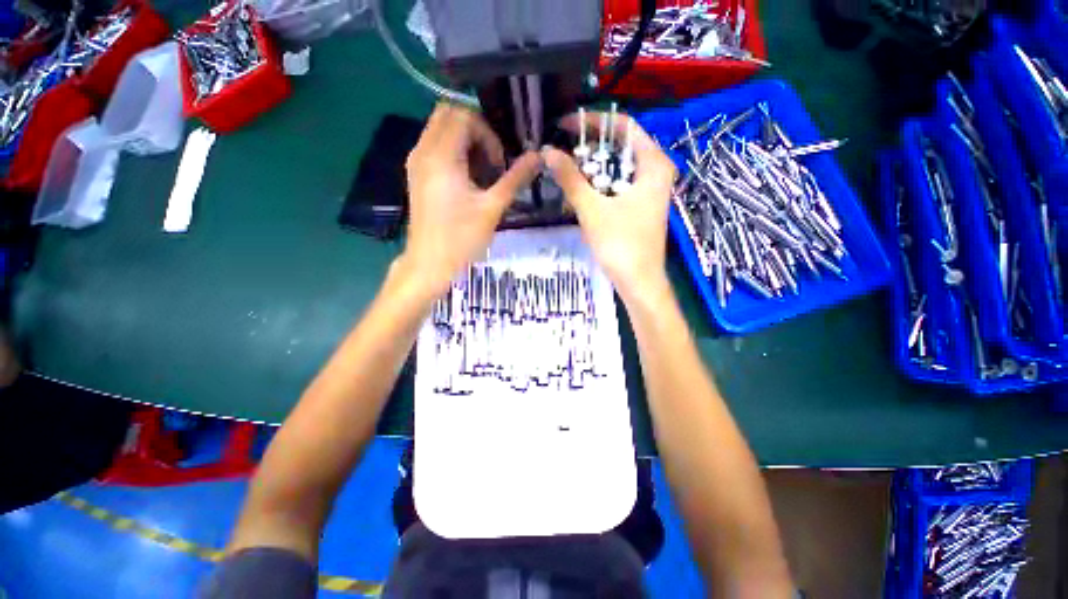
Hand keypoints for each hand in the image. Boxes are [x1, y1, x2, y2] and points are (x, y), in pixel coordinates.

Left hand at [400, 103, 540, 296]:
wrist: (430, 264)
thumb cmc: (462, 239)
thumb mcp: (492, 208)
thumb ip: (515, 178)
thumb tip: (538, 156)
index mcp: (441, 156)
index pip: (464, 116)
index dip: (488, 133)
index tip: (499, 163)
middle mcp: (423, 151)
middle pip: (448, 114)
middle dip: (476, 130)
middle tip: (493, 160)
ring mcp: (416, 162)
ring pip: (440, 129)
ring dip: (465, 141)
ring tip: (483, 171)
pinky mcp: (417, 174)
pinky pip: (435, 146)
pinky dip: (454, 151)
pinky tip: (468, 179)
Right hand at [542, 112, 676, 298]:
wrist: (638, 281)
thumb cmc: (620, 245)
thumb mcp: (592, 209)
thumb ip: (571, 179)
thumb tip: (548, 151)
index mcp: (653, 164)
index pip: (623, 126)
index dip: (593, 122)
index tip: (566, 125)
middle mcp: (656, 171)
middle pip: (621, 146)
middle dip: (590, 146)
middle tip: (562, 149)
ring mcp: (651, 189)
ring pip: (619, 166)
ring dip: (593, 166)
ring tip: (566, 167)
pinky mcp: (642, 205)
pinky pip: (619, 183)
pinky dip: (601, 182)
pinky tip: (582, 188)